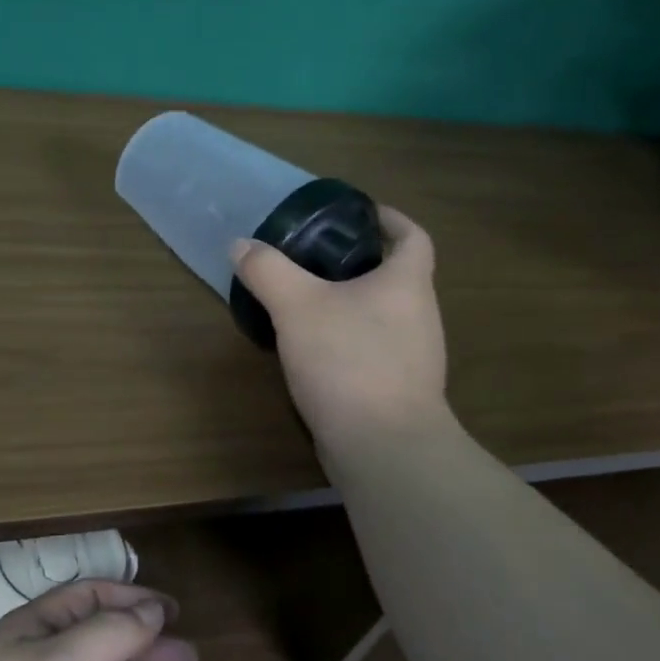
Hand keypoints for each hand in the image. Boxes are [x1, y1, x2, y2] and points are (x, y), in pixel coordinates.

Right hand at [231, 205, 449, 450]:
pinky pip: (371, 350)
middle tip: (314, 258)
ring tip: (306, 302)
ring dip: (350, 304)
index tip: (359, 213)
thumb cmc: (348, 361)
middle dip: (359, 263)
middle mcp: (418, 315)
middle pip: (395, 276)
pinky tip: (313, 350)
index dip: (389, 219)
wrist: (382, 446)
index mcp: (406, 283)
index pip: (412, 236)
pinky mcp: (397, 390)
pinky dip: (347, 340)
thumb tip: (241, 245)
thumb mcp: (297, 306)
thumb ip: (268, 271)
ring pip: (381, 315)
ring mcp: (413, 357)